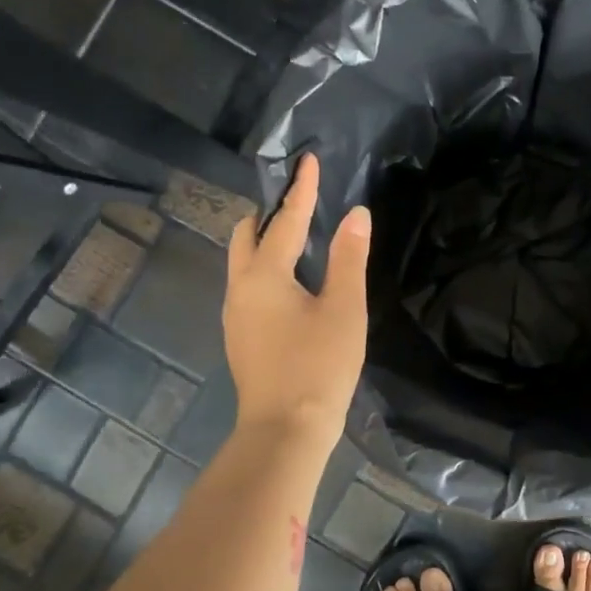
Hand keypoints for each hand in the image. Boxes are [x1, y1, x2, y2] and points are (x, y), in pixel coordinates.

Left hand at [224, 153, 370, 451]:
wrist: (285, 430)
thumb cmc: (318, 365)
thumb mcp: (343, 308)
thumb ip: (349, 258)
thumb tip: (355, 214)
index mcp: (264, 275)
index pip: (285, 220)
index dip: (301, 190)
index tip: (307, 160)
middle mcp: (240, 288)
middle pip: (247, 237)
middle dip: (270, 215)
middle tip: (300, 204)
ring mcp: (235, 316)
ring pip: (244, 263)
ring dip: (266, 243)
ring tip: (299, 239)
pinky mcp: (241, 337)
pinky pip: (249, 287)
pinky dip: (267, 270)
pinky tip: (292, 284)